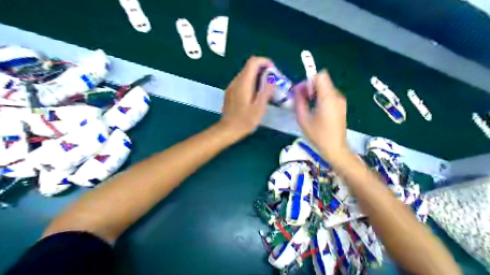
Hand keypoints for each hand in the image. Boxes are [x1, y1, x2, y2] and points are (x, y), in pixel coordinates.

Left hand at [219, 55, 273, 137]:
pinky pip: (242, 81)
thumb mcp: (259, 107)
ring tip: (265, 89)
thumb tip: (271, 78)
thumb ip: (266, 91)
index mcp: (243, 83)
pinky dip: (251, 82)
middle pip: (249, 66)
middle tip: (272, 81)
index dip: (265, 62)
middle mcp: (236, 81)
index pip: (253, 62)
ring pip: (246, 74)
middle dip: (263, 69)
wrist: (228, 130)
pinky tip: (255, 94)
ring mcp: (231, 86)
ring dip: (257, 76)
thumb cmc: (245, 120)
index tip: (273, 71)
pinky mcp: (230, 92)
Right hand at [293, 70, 349, 161]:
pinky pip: (329, 95)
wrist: (335, 148)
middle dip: (310, 87)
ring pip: (326, 88)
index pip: (320, 76)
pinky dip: (321, 98)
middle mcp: (337, 96)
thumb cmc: (318, 135)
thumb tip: (297, 90)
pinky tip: (316, 110)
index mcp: (328, 98)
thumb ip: (299, 101)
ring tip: (307, 106)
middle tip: (301, 99)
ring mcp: (341, 101)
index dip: (309, 81)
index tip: (301, 92)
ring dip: (315, 93)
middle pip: (323, 81)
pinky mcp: (341, 106)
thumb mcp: (303, 119)